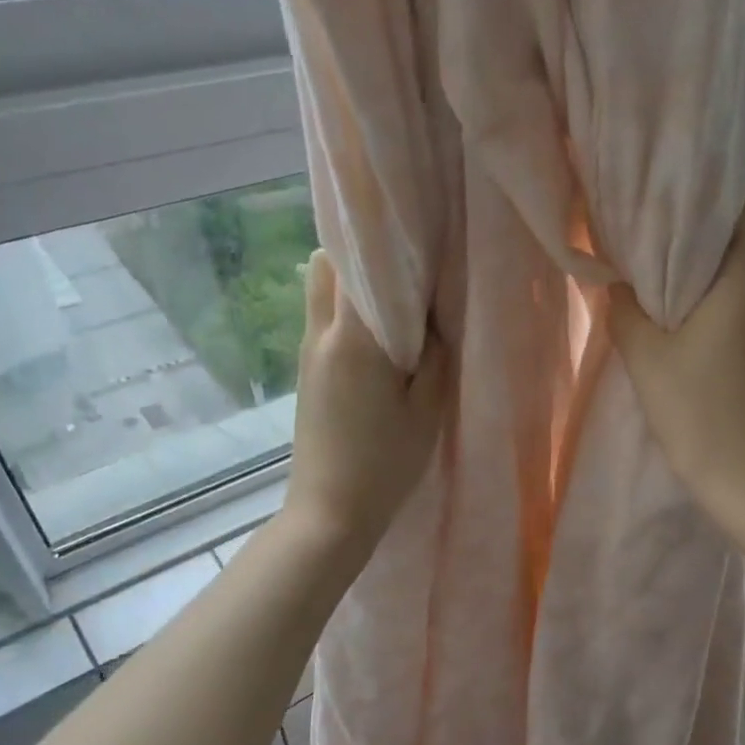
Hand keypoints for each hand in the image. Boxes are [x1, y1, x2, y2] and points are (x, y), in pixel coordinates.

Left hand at [284, 250, 447, 554]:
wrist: (330, 512)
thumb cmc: (385, 465)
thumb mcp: (427, 411)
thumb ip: (436, 355)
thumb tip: (436, 314)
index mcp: (355, 339)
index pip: (359, 260)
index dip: (387, 237)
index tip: (419, 232)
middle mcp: (321, 334)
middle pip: (326, 262)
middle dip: (362, 250)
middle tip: (406, 265)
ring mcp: (308, 351)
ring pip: (319, 288)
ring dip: (351, 280)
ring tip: (394, 299)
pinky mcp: (307, 371)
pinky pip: (323, 317)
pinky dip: (346, 307)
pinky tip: (379, 335)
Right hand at [609, 181, 744, 533]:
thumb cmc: (700, 412)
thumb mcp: (645, 357)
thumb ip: (625, 309)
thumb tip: (618, 284)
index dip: (732, 191)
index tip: (687, 210)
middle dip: (707, 235)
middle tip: (657, 252)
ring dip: (712, 277)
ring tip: (665, 299)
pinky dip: (723, 308)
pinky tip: (690, 338)